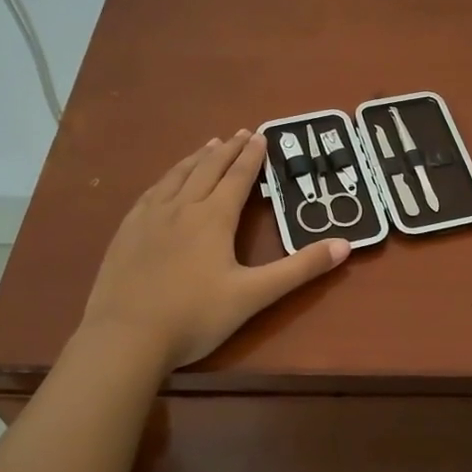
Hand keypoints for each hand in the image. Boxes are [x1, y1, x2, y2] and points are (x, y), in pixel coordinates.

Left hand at [79, 132, 349, 370]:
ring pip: (177, 176)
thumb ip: (299, 269)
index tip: (261, 135)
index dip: (252, 156)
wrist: (125, 338)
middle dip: (227, 150)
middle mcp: (181, 208)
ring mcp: (149, 218)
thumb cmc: (195, 317)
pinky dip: (166, 178)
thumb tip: (345, 245)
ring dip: (196, 158)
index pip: (238, 178)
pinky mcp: (126, 233)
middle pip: (207, 169)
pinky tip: (165, 182)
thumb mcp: (254, 295)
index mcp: (213, 218)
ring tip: (208, 145)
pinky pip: (150, 193)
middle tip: (240, 132)